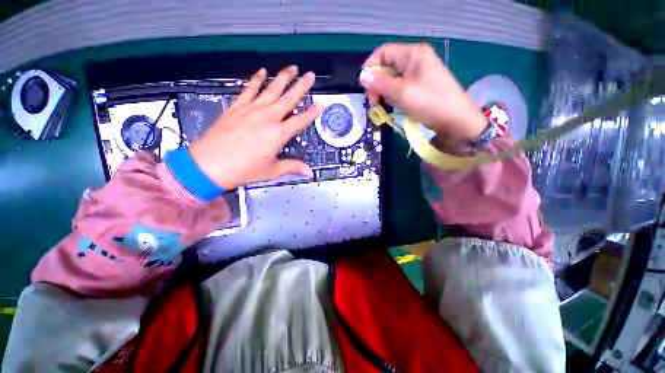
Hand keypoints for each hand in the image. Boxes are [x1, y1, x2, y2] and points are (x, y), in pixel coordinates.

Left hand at [189, 66, 322, 189]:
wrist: (210, 165)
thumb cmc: (244, 170)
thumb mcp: (272, 170)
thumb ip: (293, 167)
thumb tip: (309, 172)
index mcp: (278, 134)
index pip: (300, 120)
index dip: (312, 113)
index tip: (319, 104)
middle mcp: (268, 118)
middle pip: (288, 98)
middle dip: (301, 86)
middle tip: (310, 75)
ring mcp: (251, 110)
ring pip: (271, 89)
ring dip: (283, 78)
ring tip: (292, 68)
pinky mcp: (236, 107)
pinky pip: (249, 90)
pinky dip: (256, 80)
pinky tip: (262, 72)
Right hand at [360, 43, 486, 144]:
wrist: (455, 120)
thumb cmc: (429, 102)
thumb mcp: (401, 93)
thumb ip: (379, 84)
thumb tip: (361, 76)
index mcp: (412, 54)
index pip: (383, 52)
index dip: (370, 67)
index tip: (364, 87)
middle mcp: (415, 60)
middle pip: (386, 67)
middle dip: (378, 85)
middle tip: (374, 103)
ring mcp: (418, 74)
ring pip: (392, 80)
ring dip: (386, 93)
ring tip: (390, 106)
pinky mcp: (420, 86)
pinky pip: (400, 88)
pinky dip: (394, 97)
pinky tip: (397, 106)